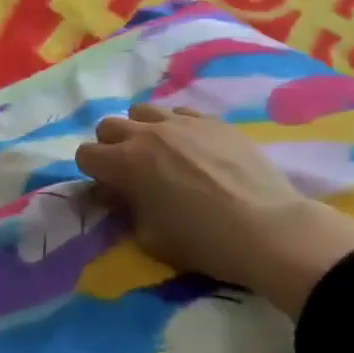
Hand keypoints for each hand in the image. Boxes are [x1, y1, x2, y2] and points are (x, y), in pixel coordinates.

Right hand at [75, 104, 353, 317]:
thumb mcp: (150, 237)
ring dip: (141, 131)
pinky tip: (194, 150)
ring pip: (143, 111)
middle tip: (130, 171)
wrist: (268, 229)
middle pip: (108, 126)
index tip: (109, 189)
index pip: (85, 155)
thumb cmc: (203, 241)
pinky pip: (180, 114)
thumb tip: (116, 193)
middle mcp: (147, 134)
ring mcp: (182, 122)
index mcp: (125, 163)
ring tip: (160, 154)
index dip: (92, 173)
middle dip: (111, 147)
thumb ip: (125, 210)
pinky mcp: (213, 121)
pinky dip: (176, 128)